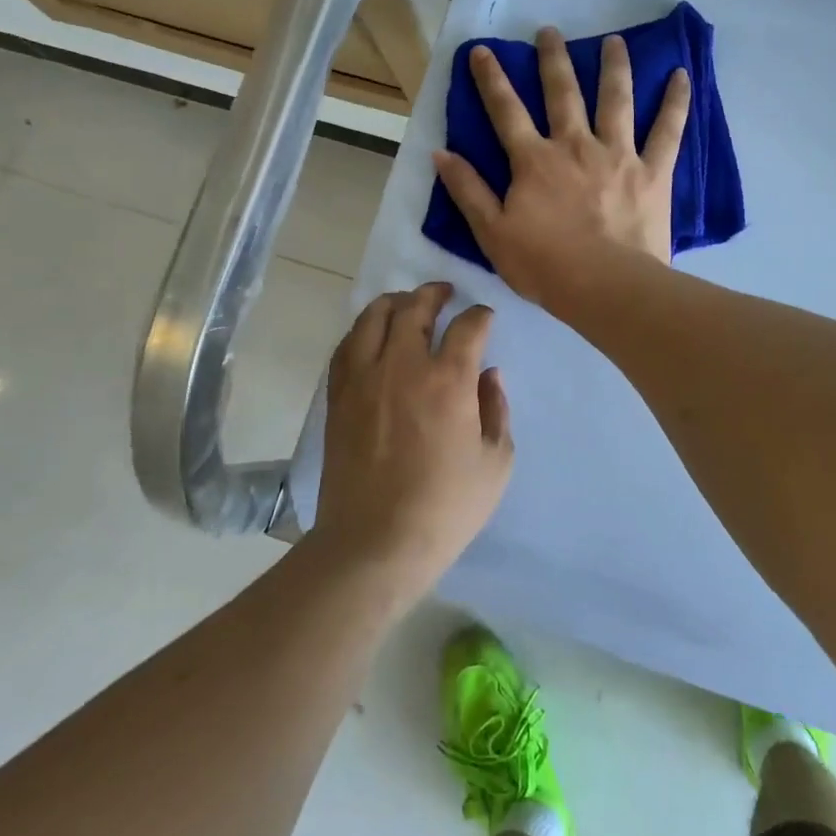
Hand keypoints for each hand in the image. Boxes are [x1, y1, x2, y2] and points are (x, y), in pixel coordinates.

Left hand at [312, 282, 512, 596]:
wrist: (375, 542)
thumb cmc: (446, 507)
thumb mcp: (495, 462)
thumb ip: (496, 409)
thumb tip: (489, 375)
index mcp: (448, 380)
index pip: (467, 326)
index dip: (480, 315)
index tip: (485, 318)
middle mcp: (403, 366)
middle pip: (415, 308)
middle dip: (434, 293)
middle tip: (445, 293)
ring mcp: (364, 379)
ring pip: (373, 317)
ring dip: (394, 302)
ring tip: (406, 303)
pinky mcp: (339, 396)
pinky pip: (347, 346)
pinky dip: (363, 330)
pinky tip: (372, 335)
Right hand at [433, 27, 689, 310]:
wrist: (605, 288)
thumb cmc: (545, 266)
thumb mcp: (492, 234)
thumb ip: (468, 191)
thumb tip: (440, 153)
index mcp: (534, 161)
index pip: (506, 111)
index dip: (491, 79)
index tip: (482, 50)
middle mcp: (575, 146)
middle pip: (562, 93)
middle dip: (553, 59)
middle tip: (550, 31)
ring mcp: (618, 154)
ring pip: (615, 100)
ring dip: (613, 66)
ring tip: (614, 40)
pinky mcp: (653, 171)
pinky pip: (667, 130)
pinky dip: (676, 102)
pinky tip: (681, 75)